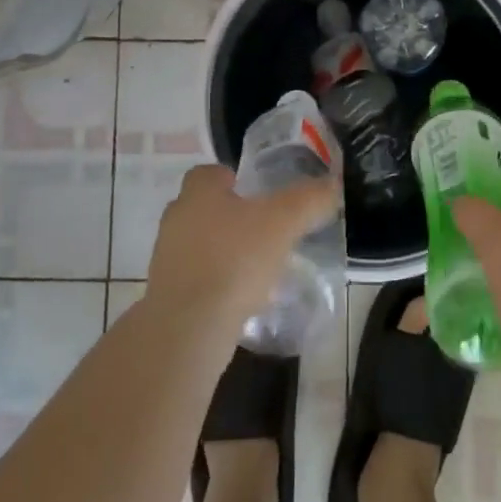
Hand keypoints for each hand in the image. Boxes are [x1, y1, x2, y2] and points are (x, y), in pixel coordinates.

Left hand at [146, 163, 338, 336]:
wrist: (188, 329)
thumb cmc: (234, 260)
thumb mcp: (283, 223)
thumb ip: (309, 200)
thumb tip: (332, 184)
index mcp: (197, 193)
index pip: (209, 173)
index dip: (233, 178)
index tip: (257, 193)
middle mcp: (176, 219)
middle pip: (205, 208)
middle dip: (232, 216)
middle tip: (265, 229)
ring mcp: (167, 259)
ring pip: (201, 244)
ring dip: (225, 251)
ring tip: (259, 267)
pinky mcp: (168, 295)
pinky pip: (198, 278)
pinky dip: (218, 282)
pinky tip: (243, 297)